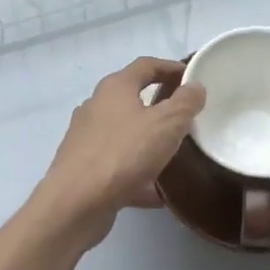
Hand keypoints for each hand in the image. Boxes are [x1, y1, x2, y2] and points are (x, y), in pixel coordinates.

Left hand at [34, 56, 205, 249]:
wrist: (74, 204)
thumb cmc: (123, 153)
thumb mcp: (166, 124)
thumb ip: (185, 103)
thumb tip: (195, 87)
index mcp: (116, 87)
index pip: (146, 65)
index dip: (171, 67)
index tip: (191, 77)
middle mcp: (97, 105)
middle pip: (133, 97)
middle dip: (160, 105)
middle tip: (185, 116)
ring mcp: (86, 137)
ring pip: (126, 132)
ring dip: (148, 140)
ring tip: (174, 154)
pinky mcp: (83, 166)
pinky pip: (118, 163)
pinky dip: (137, 172)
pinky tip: (157, 192)